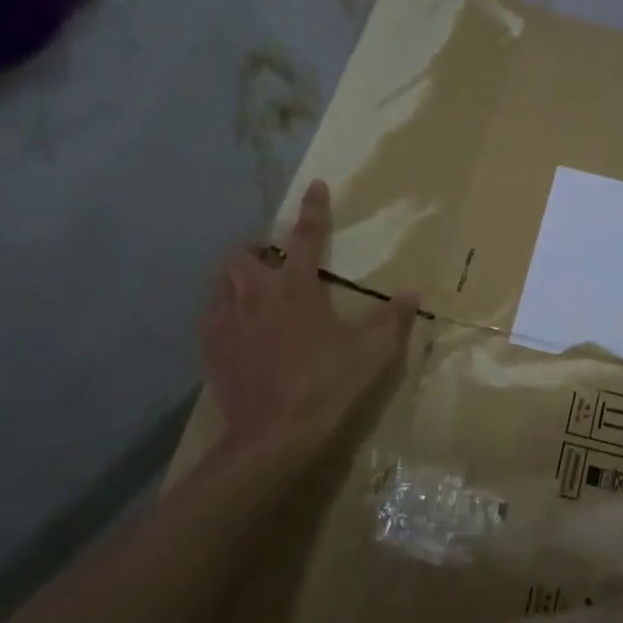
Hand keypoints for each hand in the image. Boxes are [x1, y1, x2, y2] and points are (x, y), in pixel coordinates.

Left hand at [200, 179, 418, 464]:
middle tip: (273, 261)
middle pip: (243, 254)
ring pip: (220, 281)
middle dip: (256, 250)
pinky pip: (211, 315)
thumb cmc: (326, 386)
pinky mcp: (211, 348)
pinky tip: (237, 329)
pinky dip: (223, 311)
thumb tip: (411, 293)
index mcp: (297, 289)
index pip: (307, 237)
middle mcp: (256, 295)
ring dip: (236, 277)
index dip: (313, 209)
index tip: (314, 185)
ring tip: (253, 291)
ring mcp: (228, 321)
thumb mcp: (371, 354)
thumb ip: (392, 319)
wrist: (272, 436)